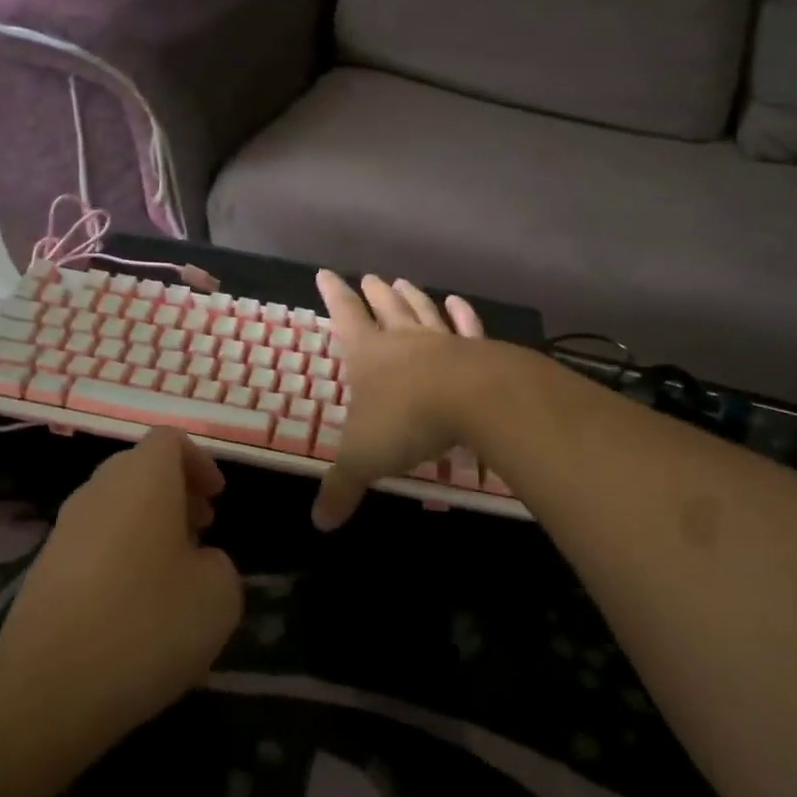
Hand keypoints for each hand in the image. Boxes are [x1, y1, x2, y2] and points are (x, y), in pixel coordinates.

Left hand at [0, 429, 242, 757]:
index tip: (217, 499)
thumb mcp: (219, 595)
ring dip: (148, 525)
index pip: (169, 440)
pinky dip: (120, 555)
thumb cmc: (147, 625)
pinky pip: (93, 542)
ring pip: (114, 506)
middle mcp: (98, 490)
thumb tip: (197, 562)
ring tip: (172, 573)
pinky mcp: (43, 569)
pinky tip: (134, 606)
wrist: (47, 691)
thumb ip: (219, 563)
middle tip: (202, 531)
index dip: (199, 462)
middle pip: (139, 469)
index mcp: (143, 478)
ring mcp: (64, 529)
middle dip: (175, 492)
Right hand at [312, 269, 485, 530]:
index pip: (344, 317)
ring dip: (411, 296)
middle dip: (374, 293)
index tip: (325, 273)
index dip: (333, 296)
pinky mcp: (477, 350)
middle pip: (385, 307)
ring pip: (422, 311)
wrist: (474, 401)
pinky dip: (461, 313)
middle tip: (370, 277)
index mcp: (369, 355)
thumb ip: (342, 487)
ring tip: (403, 281)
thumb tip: (319, 523)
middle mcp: (403, 340)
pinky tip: (457, 302)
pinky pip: (466, 326)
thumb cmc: (407, 421)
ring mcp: (442, 341)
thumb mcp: (364, 458)